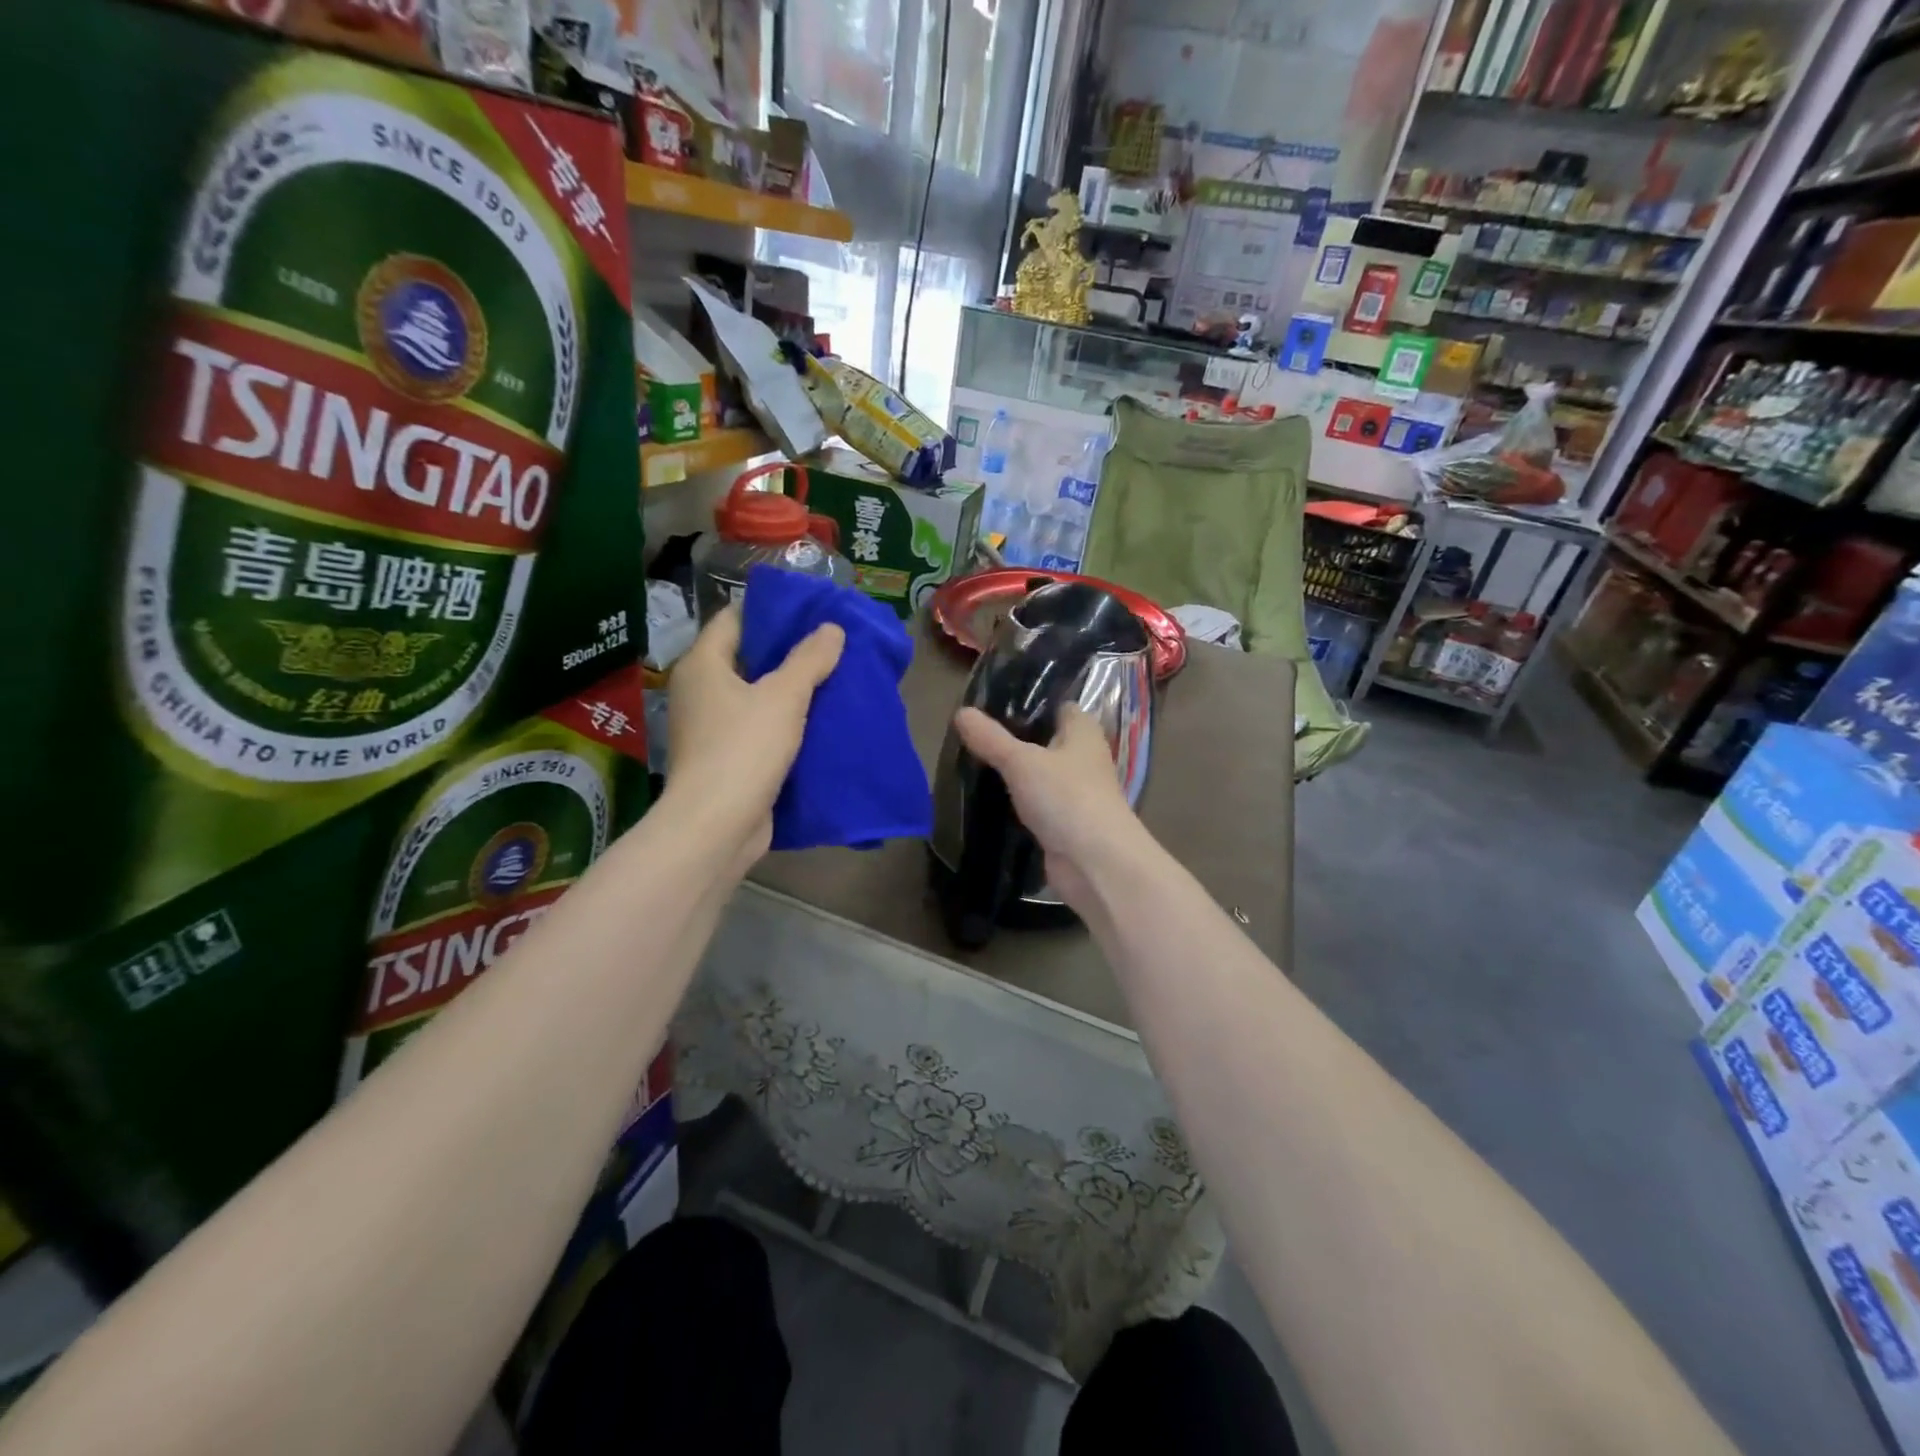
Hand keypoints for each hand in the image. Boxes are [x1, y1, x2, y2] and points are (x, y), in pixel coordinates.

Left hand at [665, 607, 843, 865]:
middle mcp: (700, 691)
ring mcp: (711, 727)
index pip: (735, 619)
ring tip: (834, 678)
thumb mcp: (784, 696)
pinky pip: (759, 728)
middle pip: (747, 657)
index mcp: (703, 665)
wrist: (717, 826)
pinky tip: (820, 721)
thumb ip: (809, 659)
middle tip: (832, 645)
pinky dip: (785, 722)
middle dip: (788, 652)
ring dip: (790, 690)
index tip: (811, 611)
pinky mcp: (726, 758)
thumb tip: (832, 628)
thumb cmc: (744, 749)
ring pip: (756, 696)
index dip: (772, 611)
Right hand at [952, 704, 1144, 910]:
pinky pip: (1037, 804)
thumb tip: (961, 712)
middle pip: (1045, 740)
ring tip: (972, 763)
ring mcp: (1075, 792)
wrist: (1095, 862)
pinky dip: (1017, 802)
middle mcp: (1083, 757)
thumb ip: (991, 738)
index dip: (1028, 703)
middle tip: (972, 734)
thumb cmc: (1066, 797)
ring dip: (1014, 773)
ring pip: (1039, 774)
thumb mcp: (1021, 762)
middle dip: (1013, 739)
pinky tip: (988, 799)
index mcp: (1083, 730)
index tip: (991, 703)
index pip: (1057, 705)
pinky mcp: (1065, 822)